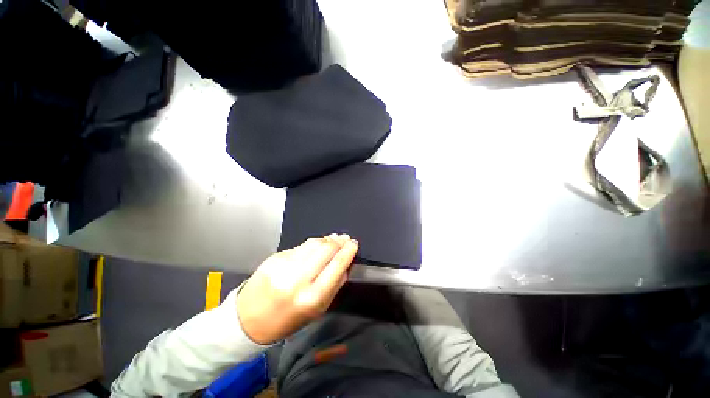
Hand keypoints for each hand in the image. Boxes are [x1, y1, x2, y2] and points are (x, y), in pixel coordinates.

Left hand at [236, 234, 358, 343]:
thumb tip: (346, 263)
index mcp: (311, 297)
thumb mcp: (317, 310)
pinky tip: (317, 244)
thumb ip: (334, 285)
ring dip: (327, 239)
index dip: (348, 251)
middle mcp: (297, 279)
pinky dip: (312, 244)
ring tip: (334, 238)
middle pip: (325, 249)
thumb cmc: (287, 320)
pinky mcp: (275, 258)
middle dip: (339, 241)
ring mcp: (284, 266)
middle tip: (345, 238)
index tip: (354, 244)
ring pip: (313, 243)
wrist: (248, 320)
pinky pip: (300, 246)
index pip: (337, 264)